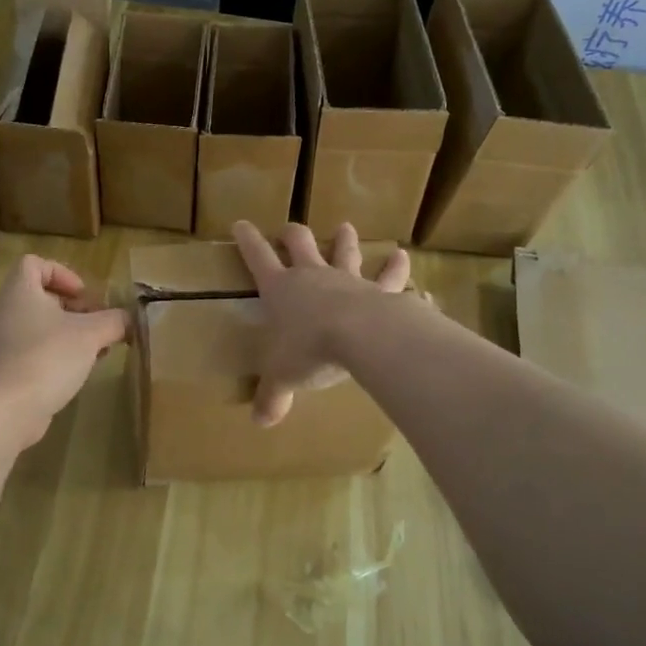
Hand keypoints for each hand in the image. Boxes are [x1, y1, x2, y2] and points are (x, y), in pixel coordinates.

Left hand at [0, 255, 127, 447]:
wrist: (8, 409)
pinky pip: (38, 350)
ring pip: (43, 326)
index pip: (34, 264)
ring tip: (98, 349)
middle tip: (99, 324)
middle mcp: (8, 311)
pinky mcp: (10, 369)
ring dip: (72, 333)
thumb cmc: (48, 357)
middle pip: (43, 296)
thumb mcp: (91, 334)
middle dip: (75, 307)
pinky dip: (60, 354)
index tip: (84, 296)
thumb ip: (115, 321)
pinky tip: (82, 370)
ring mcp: (6, 342)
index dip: (62, 273)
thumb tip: (130, 319)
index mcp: (21, 291)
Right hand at [233, 221, 409, 427]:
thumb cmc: (309, 350)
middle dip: (292, 235)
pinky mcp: (380, 292)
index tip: (241, 224)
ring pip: (345, 252)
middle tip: (289, 229)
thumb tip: (260, 421)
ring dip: (344, 240)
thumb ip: (272, 396)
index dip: (248, 240)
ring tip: (346, 227)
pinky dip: (397, 269)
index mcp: (281, 289)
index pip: (257, 258)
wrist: (361, 336)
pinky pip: (391, 279)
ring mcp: (348, 280)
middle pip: (300, 244)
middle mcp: (312, 276)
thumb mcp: (283, 377)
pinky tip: (404, 257)